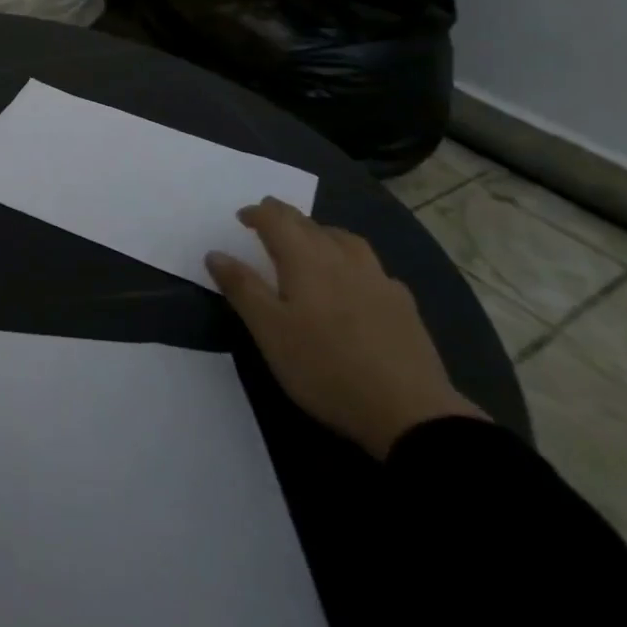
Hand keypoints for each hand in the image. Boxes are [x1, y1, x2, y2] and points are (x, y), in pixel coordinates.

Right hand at [207, 197, 486, 460]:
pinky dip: (354, 261)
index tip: (241, 217)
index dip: (257, 214)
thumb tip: (215, 253)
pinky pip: (373, 268)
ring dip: (322, 231)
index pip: (277, 221)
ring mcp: (378, 280)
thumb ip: (241, 287)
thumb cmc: (325, 367)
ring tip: (312, 239)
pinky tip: (356, 280)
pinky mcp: (404, 306)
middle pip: (310, 225)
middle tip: (269, 217)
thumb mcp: (268, 330)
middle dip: (286, 217)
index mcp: (305, 260)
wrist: (410, 412)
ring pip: (346, 240)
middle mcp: (342, 259)